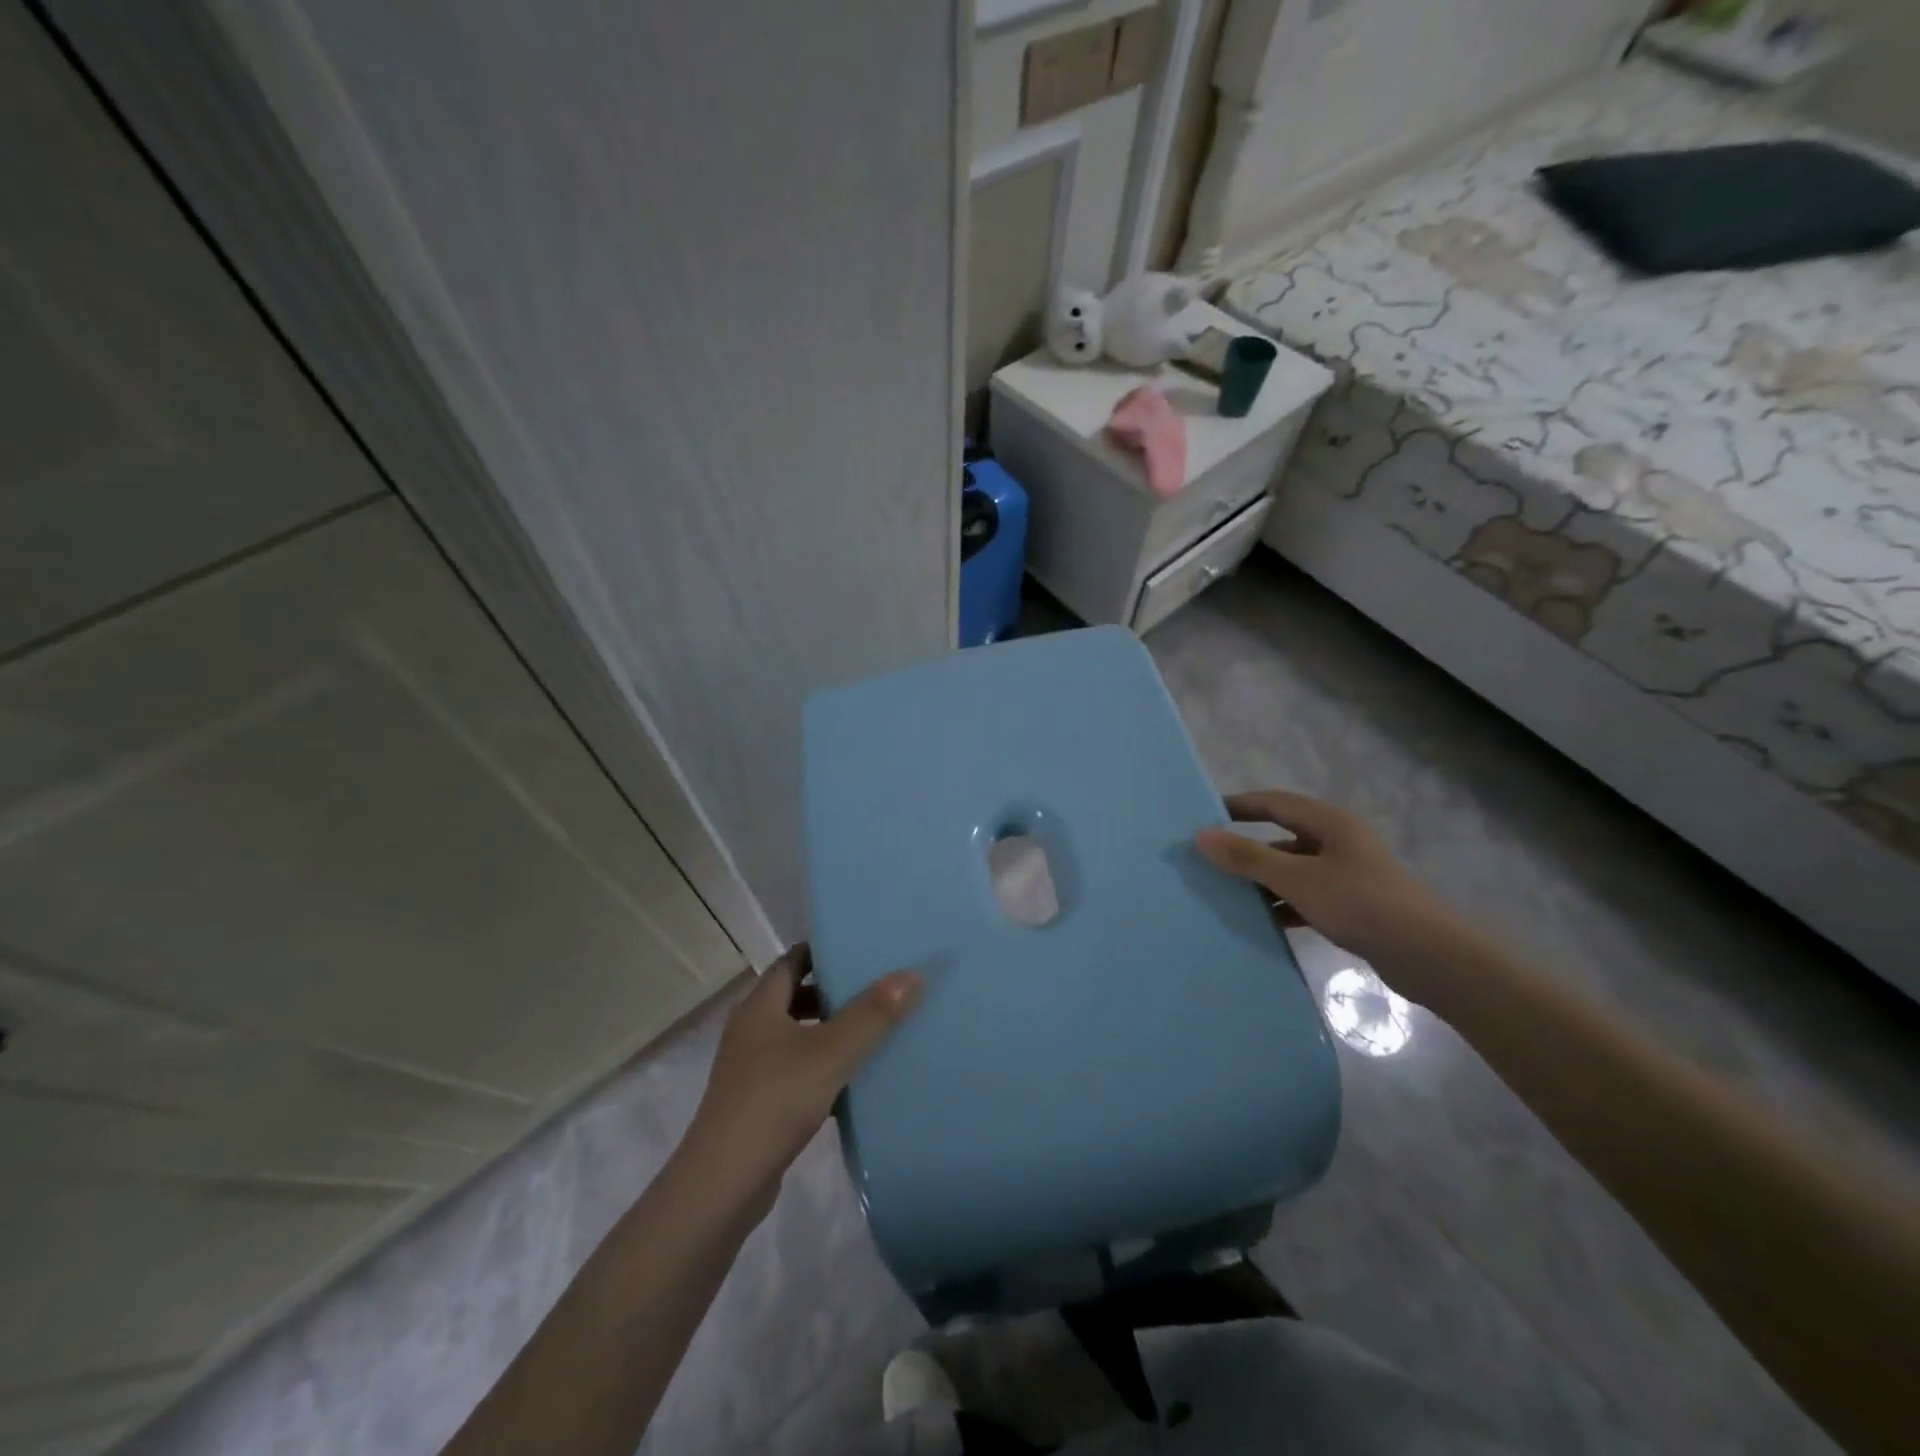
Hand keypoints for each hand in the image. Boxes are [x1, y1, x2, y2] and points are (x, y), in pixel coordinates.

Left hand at [684, 943, 921, 1211]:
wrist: (723, 1185)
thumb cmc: (775, 1102)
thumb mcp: (831, 1053)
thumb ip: (872, 1014)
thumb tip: (913, 974)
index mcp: (760, 1006)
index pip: (792, 960)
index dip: (824, 951)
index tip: (861, 947)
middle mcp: (751, 1030)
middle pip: (795, 996)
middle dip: (833, 991)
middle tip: (877, 986)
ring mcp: (751, 1068)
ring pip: (797, 1035)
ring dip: (829, 1030)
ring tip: (874, 1029)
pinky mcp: (757, 1102)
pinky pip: (796, 1069)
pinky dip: (822, 1065)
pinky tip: (853, 1078)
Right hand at [1195, 789, 1464, 1003]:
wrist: (1428, 958)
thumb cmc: (1360, 904)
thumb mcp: (1297, 879)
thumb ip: (1248, 858)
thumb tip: (1201, 836)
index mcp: (1329, 823)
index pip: (1273, 802)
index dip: (1237, 806)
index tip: (1201, 816)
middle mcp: (1337, 842)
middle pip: (1280, 837)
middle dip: (1244, 848)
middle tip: (1206, 860)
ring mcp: (1345, 875)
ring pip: (1291, 870)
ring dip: (1261, 881)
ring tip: (1222, 894)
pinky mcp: (1350, 905)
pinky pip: (1303, 897)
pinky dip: (1281, 905)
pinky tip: (1258, 922)